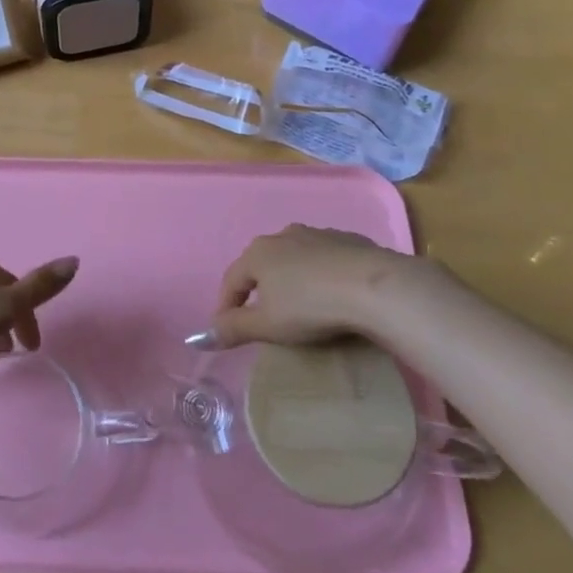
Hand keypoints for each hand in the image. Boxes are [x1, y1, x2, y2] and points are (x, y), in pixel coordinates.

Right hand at [206, 224, 454, 348]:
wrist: (374, 287)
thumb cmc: (310, 306)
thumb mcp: (266, 325)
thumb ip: (233, 329)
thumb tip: (199, 337)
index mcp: (258, 253)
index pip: (231, 280)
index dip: (225, 306)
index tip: (225, 329)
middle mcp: (283, 235)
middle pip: (262, 265)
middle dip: (258, 290)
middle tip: (263, 318)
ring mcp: (317, 235)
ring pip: (295, 259)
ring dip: (291, 281)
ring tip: (300, 307)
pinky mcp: (349, 241)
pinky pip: (325, 260)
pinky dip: (321, 276)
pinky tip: (333, 296)